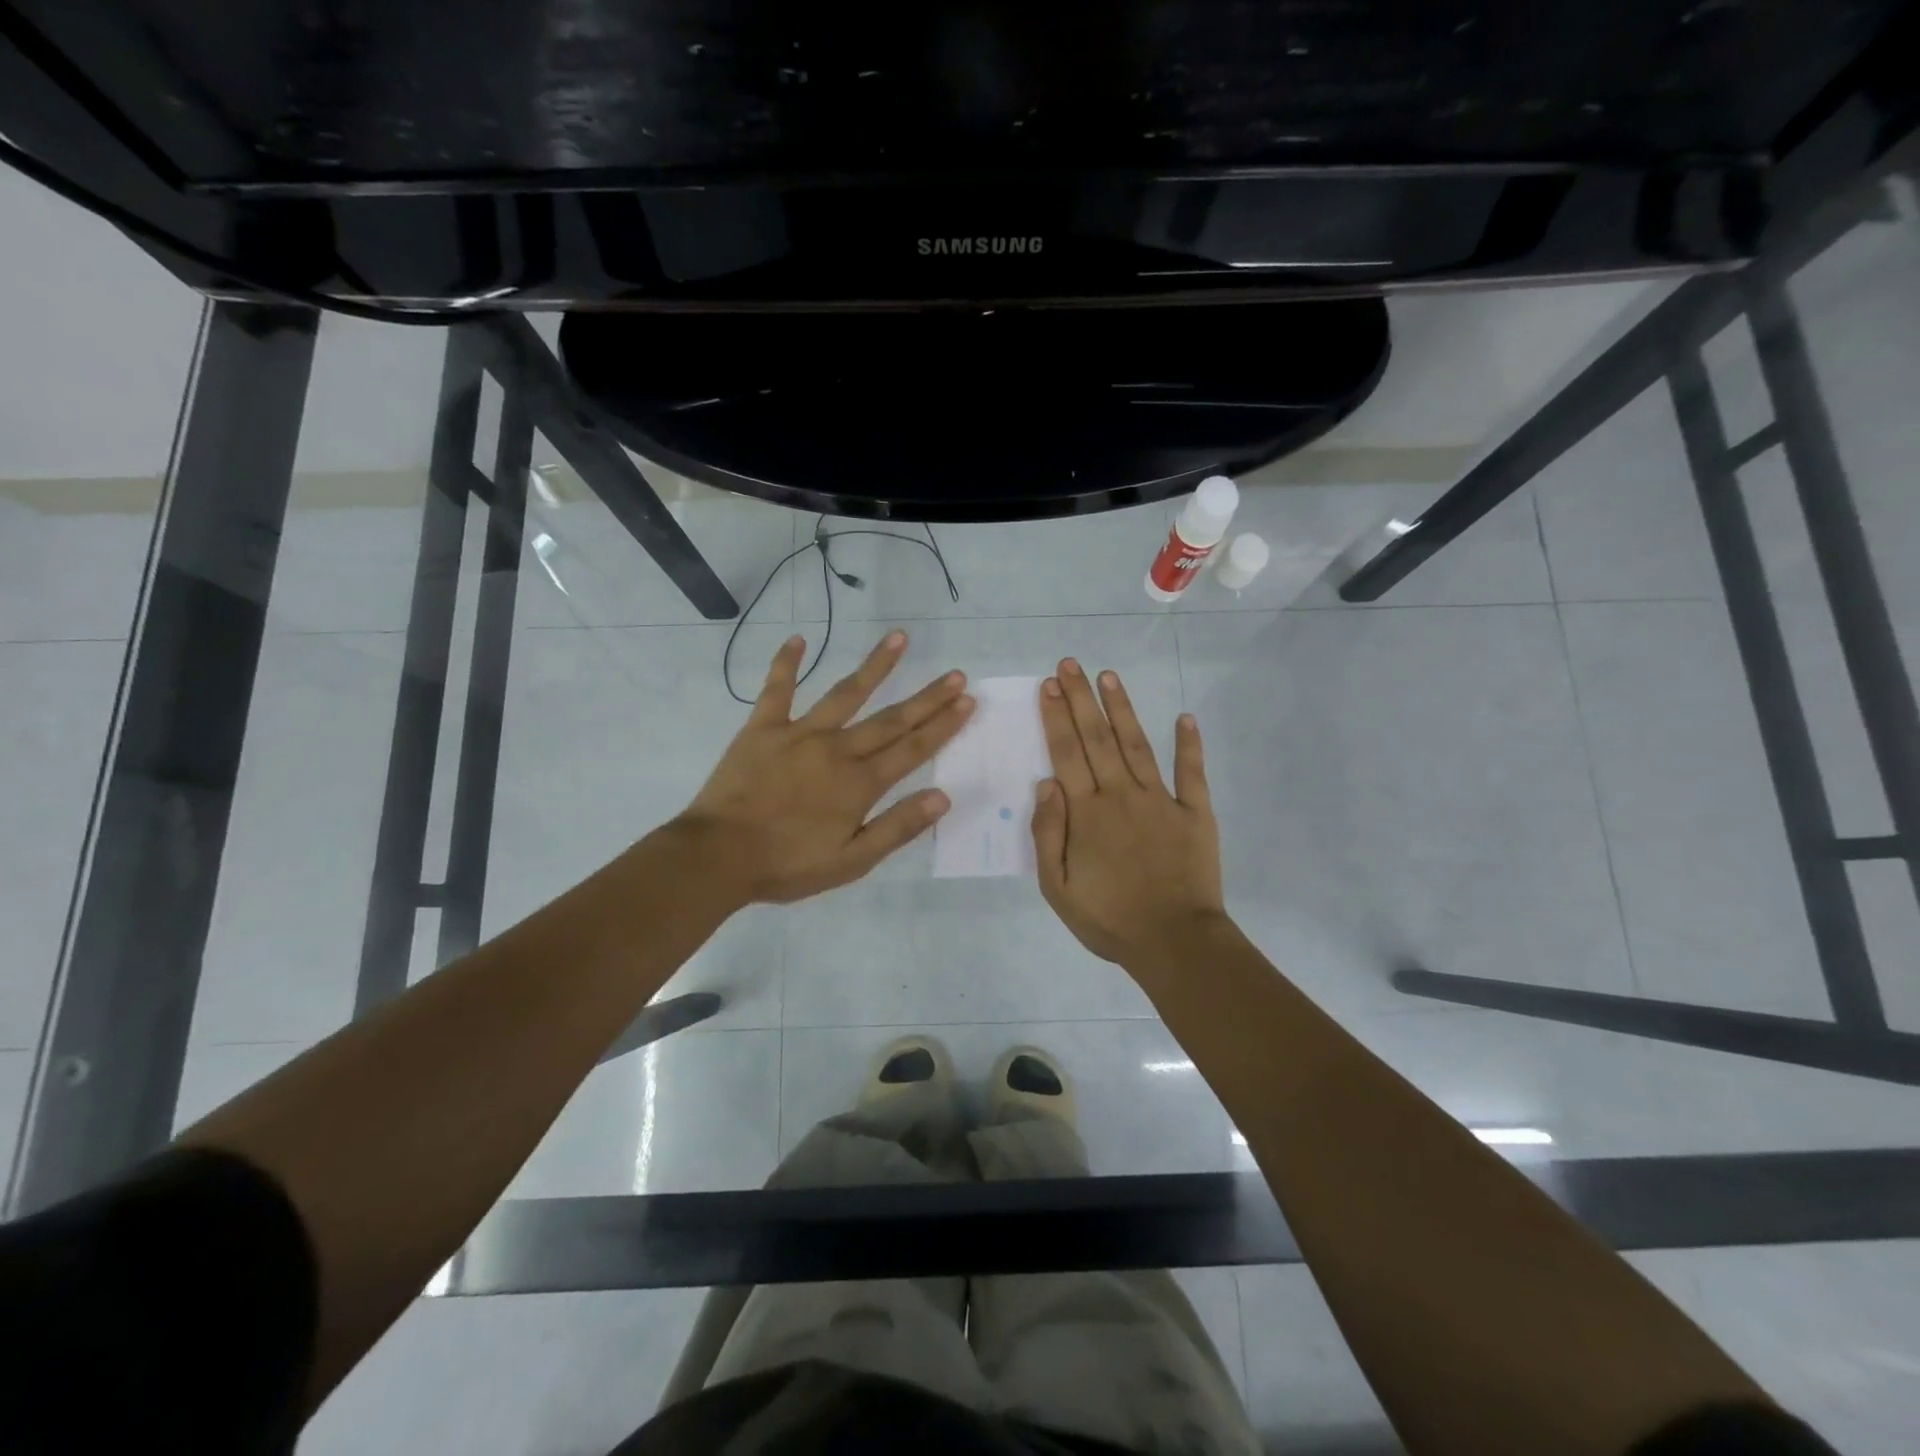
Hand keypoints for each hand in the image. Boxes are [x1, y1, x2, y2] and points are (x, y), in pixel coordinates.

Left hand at [675, 629, 972, 903]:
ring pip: (845, 693)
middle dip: (927, 697)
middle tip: (955, 674)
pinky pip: (777, 689)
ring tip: (899, 638)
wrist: (717, 857)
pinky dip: (786, 663)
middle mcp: (837, 750)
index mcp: (860, 783)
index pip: (912, 749)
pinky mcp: (762, 728)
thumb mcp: (851, 861)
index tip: (967, 700)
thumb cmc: (788, 865)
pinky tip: (798, 639)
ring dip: (875, 666)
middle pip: (891, 719)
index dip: (943, 725)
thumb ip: (897, 827)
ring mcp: (799, 733)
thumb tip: (942, 797)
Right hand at [1030, 659, 1226, 967]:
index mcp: (1087, 813)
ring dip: (1122, 708)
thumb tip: (1046, 783)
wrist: (1174, 942)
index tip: (1048, 685)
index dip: (1056, 718)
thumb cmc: (1109, 919)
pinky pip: (1192, 773)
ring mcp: (1161, 801)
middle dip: (1080, 699)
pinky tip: (1185, 718)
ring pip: (1137, 745)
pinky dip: (1189, 744)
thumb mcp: (1057, 888)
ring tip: (1109, 676)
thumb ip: (1048, 834)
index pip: (1066, 754)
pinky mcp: (1195, 813)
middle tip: (1070, 664)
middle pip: (1097, 738)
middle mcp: (1121, 795)